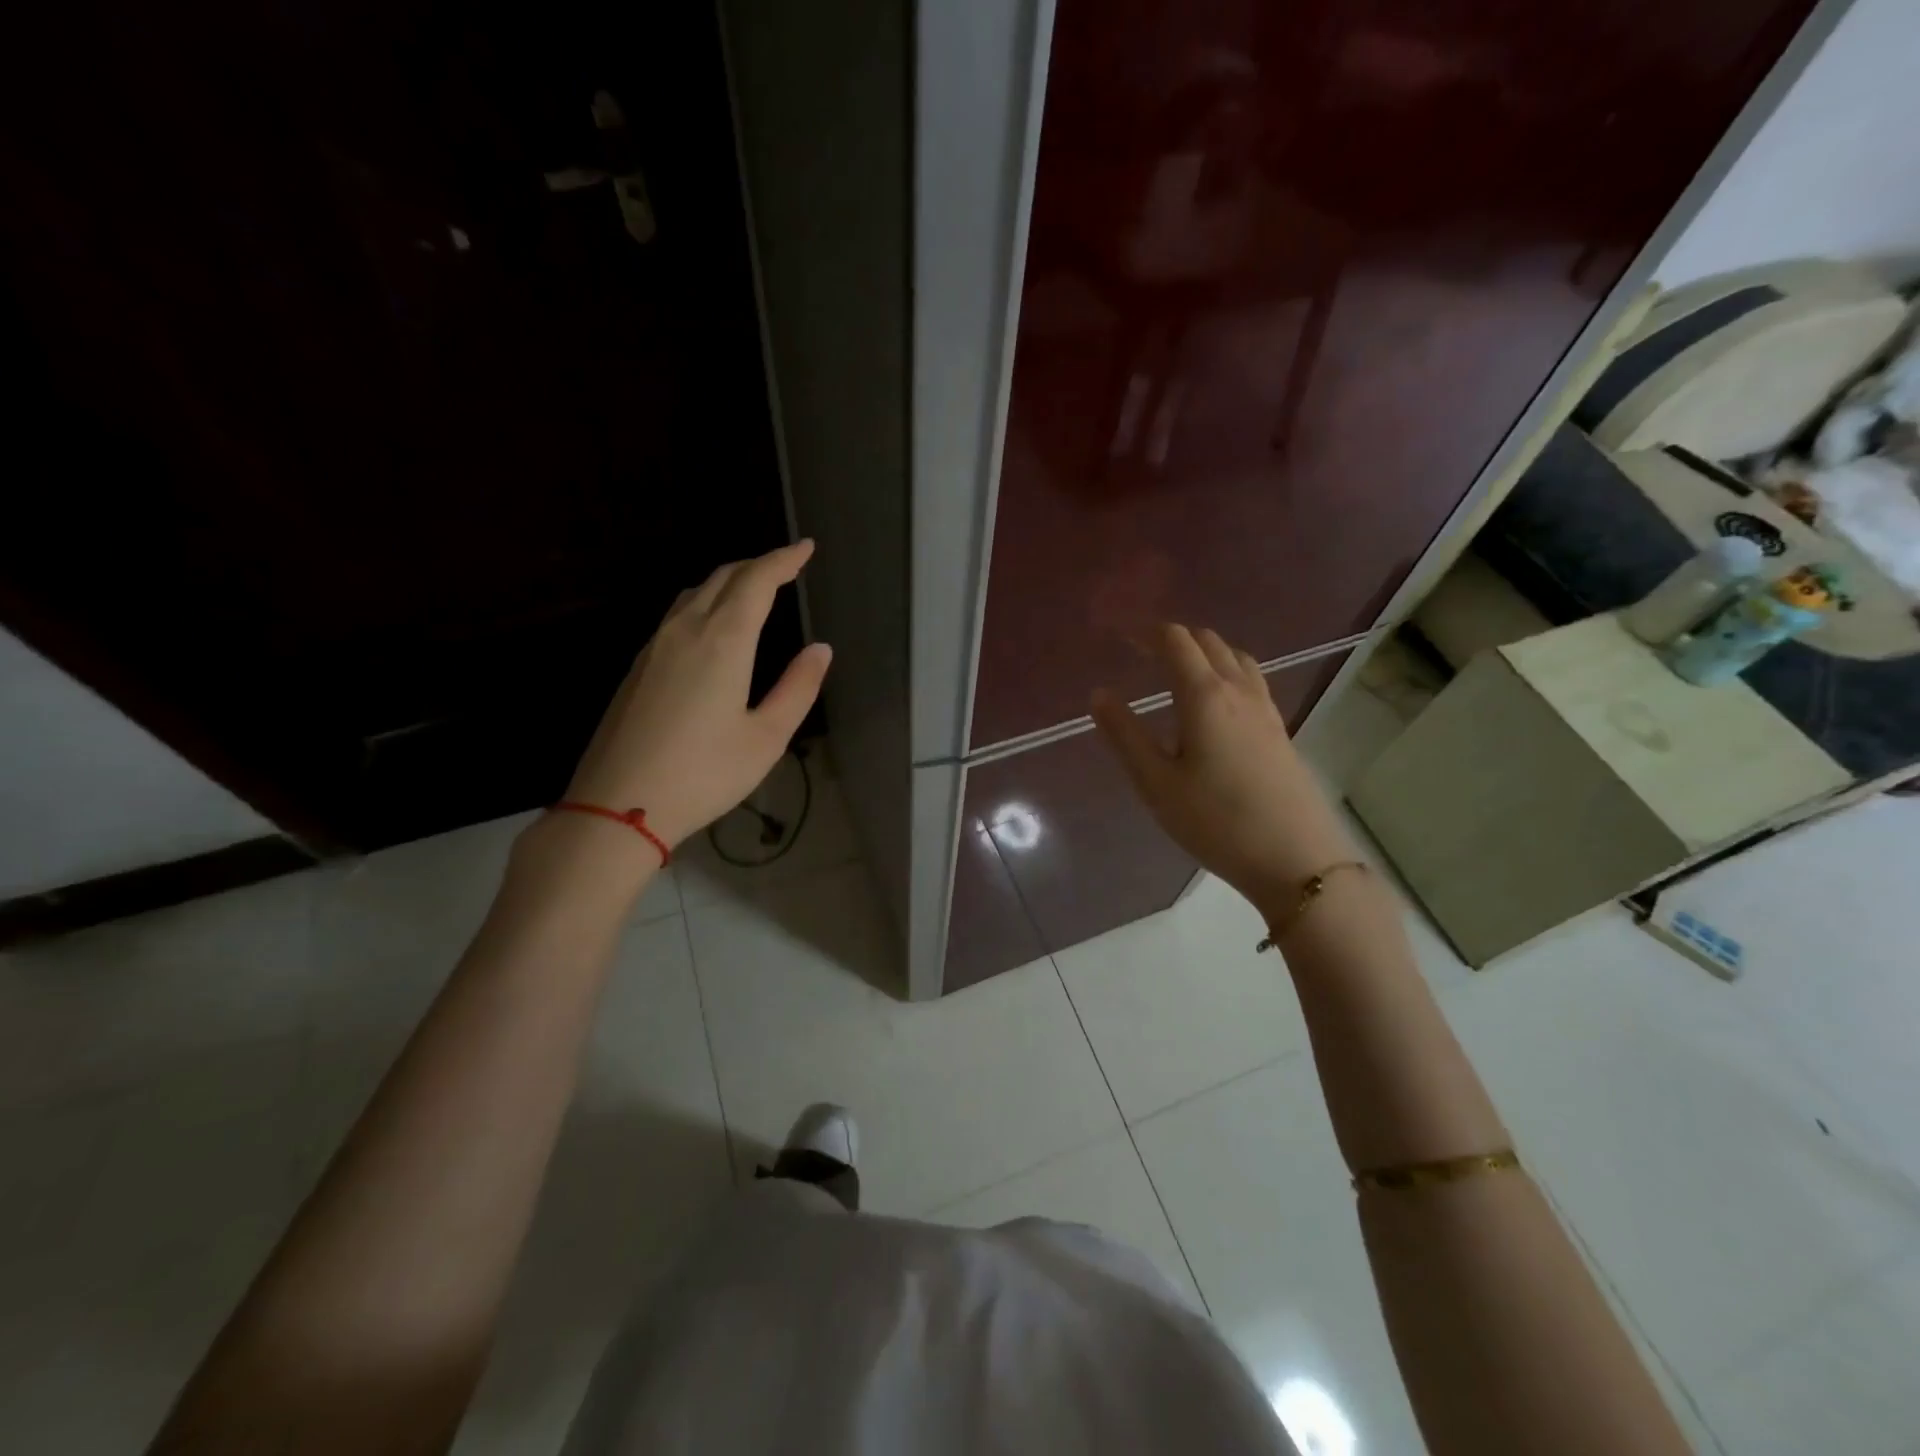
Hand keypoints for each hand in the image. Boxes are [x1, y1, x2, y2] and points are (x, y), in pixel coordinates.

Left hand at [563, 540, 830, 849]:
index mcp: (723, 641)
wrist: (617, 806)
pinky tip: (712, 624)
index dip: (784, 560)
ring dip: (728, 581)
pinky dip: (705, 602)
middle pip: (723, 578)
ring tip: (754, 588)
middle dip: (758, 565)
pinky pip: (677, 614)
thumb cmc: (703, 774)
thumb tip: (820, 650)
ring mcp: (654, 647)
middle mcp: (685, 630)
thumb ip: (797, 688)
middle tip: (786, 565)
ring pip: (695, 593)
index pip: (757, 581)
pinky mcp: (637, 667)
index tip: (806, 548)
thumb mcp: (766, 738)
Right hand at [1091, 624, 1352, 916]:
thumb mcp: (1156, 783)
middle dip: (1173, 637)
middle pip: (1208, 641)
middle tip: (1141, 650)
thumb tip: (1099, 694)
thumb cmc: (1216, 822)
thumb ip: (1125, 735)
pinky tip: (1216, 699)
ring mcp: (1265, 708)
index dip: (1146, 631)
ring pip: (1234, 657)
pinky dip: (1225, 668)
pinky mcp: (1279, 729)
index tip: (1120, 635)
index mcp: (1205, 696)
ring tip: (1177, 668)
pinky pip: (1250, 678)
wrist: (1295, 858)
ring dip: (1203, 650)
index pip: (1176, 641)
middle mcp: (1238, 690)